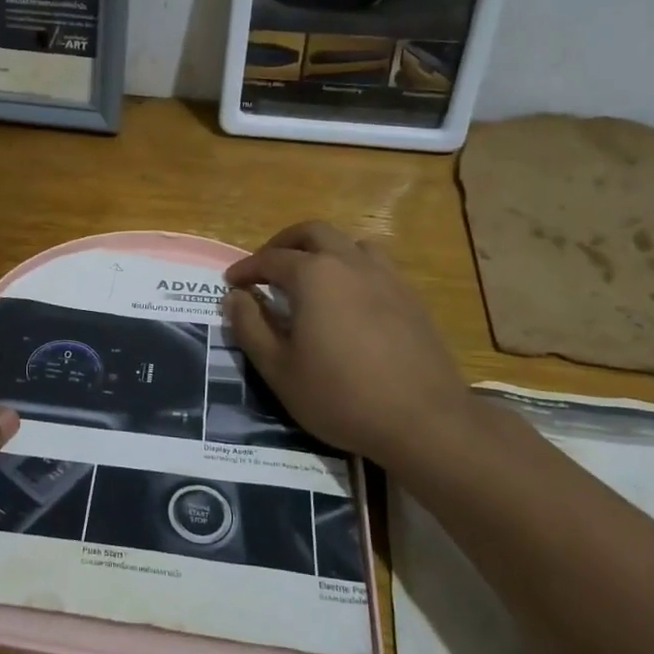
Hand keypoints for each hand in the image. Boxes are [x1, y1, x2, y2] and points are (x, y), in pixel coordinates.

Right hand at [224, 221, 471, 471]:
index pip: (271, 259)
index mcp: (314, 276)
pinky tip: (350, 300)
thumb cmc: (339, 395)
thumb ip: (250, 327)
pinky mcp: (412, 298)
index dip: (246, 269)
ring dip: (324, 250)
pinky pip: (377, 266)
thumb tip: (234, 297)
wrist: (423, 420)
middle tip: (266, 267)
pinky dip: (353, 269)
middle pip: (313, 233)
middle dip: (283, 243)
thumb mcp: (278, 368)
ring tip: (311, 277)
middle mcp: (350, 263)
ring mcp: (387, 277)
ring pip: (351, 243)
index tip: (230, 282)